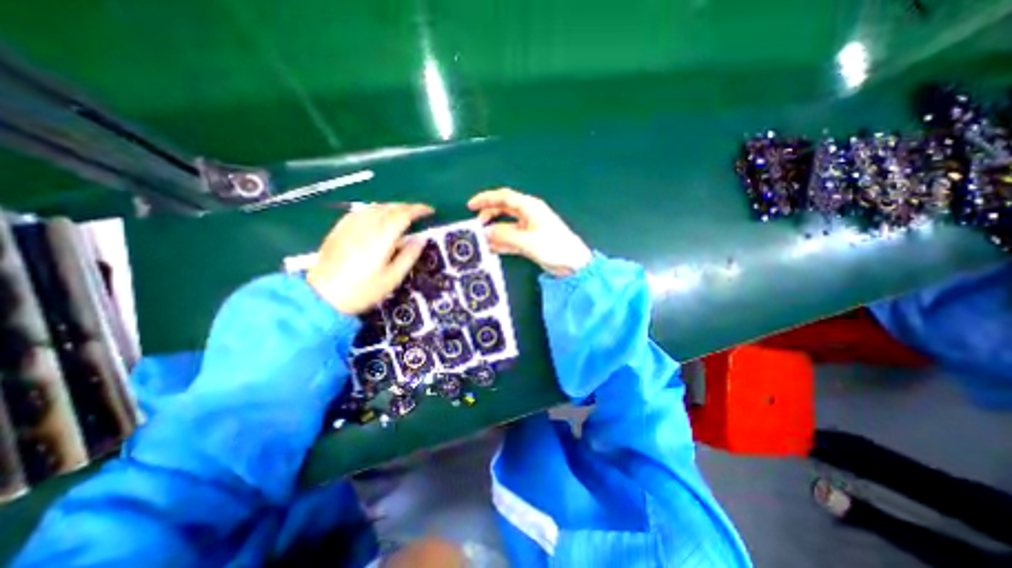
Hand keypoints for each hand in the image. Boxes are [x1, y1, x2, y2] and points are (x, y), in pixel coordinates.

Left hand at [309, 202, 433, 313]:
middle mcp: (366, 225)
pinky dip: (376, 209)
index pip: (403, 214)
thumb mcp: (393, 278)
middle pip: (389, 207)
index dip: (418, 210)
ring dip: (392, 207)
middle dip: (407, 207)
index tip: (430, 211)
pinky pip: (361, 211)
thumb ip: (409, 256)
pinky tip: (377, 216)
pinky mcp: (339, 228)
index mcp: (382, 237)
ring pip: (375, 207)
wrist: (323, 296)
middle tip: (419, 213)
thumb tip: (422, 239)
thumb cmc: (363, 290)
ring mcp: (350, 225)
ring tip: (402, 213)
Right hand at [468, 189, 595, 276]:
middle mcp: (528, 215)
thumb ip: (504, 236)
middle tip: (476, 225)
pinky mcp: (529, 241)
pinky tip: (492, 249)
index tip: (471, 205)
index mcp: (530, 207)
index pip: (504, 197)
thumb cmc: (554, 247)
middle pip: (503, 209)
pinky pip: (511, 238)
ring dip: (494, 231)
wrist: (572, 264)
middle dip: (488, 215)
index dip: (486, 199)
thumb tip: (486, 233)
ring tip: (481, 241)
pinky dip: (501, 242)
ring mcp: (528, 228)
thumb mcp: (527, 241)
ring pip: (506, 225)